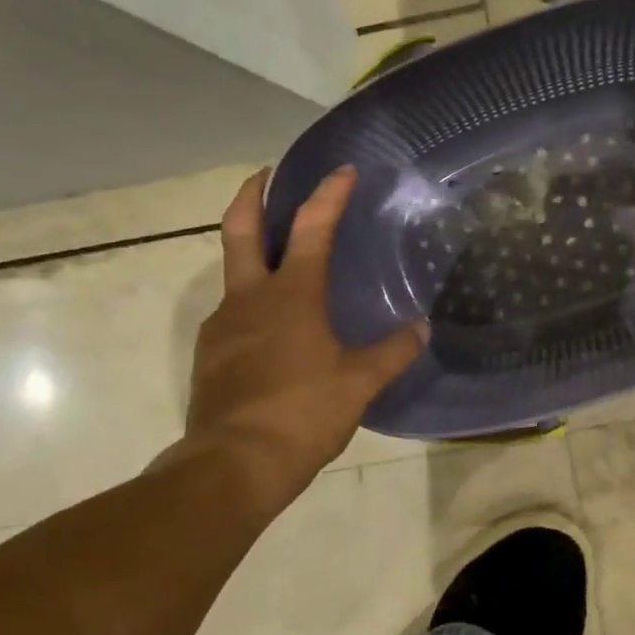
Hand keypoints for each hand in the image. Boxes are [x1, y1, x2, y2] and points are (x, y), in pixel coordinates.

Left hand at [168, 166, 426, 507]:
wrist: (233, 464)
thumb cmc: (303, 413)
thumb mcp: (360, 383)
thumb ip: (393, 351)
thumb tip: (423, 327)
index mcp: (292, 295)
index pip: (313, 228)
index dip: (329, 194)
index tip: (342, 170)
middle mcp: (251, 298)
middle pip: (242, 230)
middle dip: (253, 195)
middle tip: (264, 174)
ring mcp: (224, 325)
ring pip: (235, 273)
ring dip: (253, 253)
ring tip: (282, 262)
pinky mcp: (212, 354)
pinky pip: (234, 314)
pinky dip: (252, 301)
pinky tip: (273, 326)